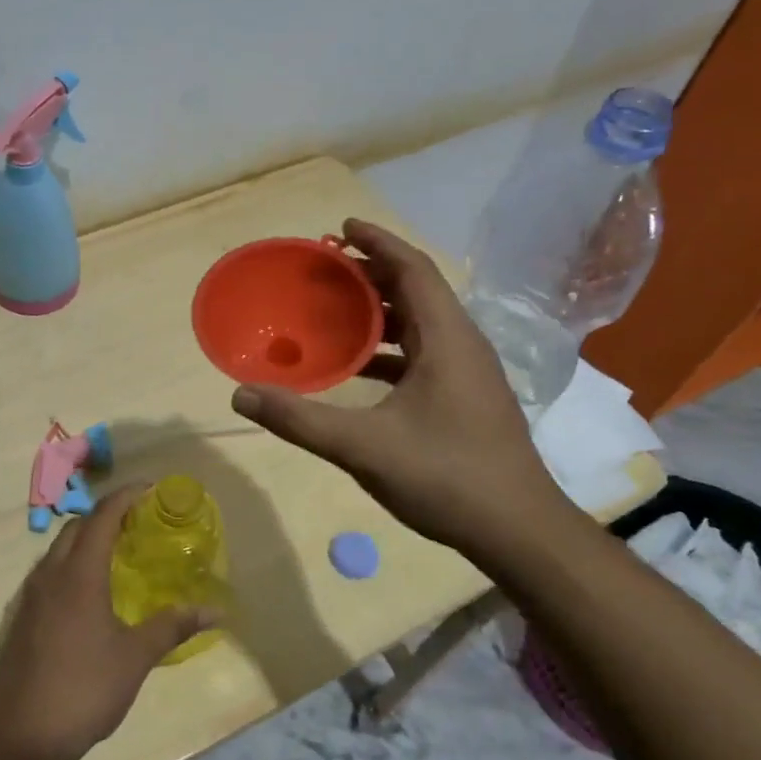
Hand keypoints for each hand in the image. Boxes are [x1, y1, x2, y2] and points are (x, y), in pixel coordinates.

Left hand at [0, 486, 217, 759]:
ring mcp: (30, 596)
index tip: (149, 488)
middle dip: (105, 515)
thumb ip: (173, 626)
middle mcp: (50, 574)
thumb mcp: (135, 657)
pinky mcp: (21, 617)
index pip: (102, 517)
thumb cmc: (85, 689)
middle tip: (136, 521)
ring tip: (115, 552)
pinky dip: (70, 564)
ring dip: (85, 539)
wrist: (23, 735)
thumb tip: (216, 610)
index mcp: (79, 574)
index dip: (125, 496)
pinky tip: (87, 592)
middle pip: (77, 527)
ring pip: (58, 549)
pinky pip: (48, 573)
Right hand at [230, 218, 575, 562]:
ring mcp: (469, 373)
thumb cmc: (446, 477)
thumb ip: (299, 419)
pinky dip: (390, 346)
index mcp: (447, 339)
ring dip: (381, 310)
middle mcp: (463, 345)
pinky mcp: (467, 397)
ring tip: (335, 311)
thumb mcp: (363, 447)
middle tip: (326, 270)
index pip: (413, 270)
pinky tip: (359, 368)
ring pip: (422, 323)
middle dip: (372, 273)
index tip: (341, 227)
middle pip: (417, 290)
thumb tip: (241, 394)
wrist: (519, 532)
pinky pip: (424, 352)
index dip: (378, 243)